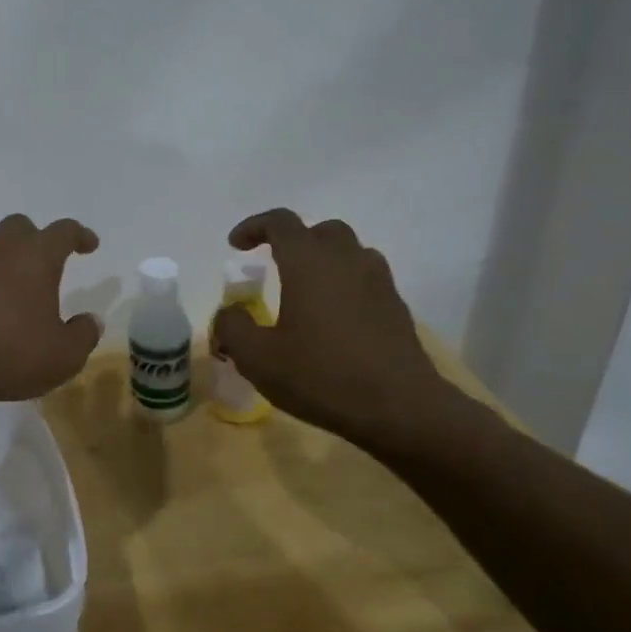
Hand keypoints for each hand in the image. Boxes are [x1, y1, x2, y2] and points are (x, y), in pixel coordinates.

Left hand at [0, 214, 103, 405]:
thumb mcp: (62, 357)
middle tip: (43, 264)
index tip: (89, 245)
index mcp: (35, 257)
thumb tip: (91, 320)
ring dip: (1, 258)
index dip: (79, 235)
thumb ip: (82, 336)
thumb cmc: (8, 353)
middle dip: (35, 239)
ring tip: (9, 287)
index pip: (63, 231)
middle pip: (19, 227)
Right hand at [211, 208, 457, 449]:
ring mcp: (379, 284)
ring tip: (304, 290)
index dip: (254, 227)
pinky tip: (332, 320)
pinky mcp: (396, 309)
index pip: (281, 222)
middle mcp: (347, 261)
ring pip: (350, 253)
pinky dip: (344, 286)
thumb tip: (230, 312)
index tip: (235, 245)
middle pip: (322, 231)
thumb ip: (233, 327)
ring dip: (324, 261)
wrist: (400, 409)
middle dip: (294, 241)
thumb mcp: (257, 358)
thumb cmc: (321, 376)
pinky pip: (366, 281)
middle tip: (273, 264)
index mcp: (309, 263)